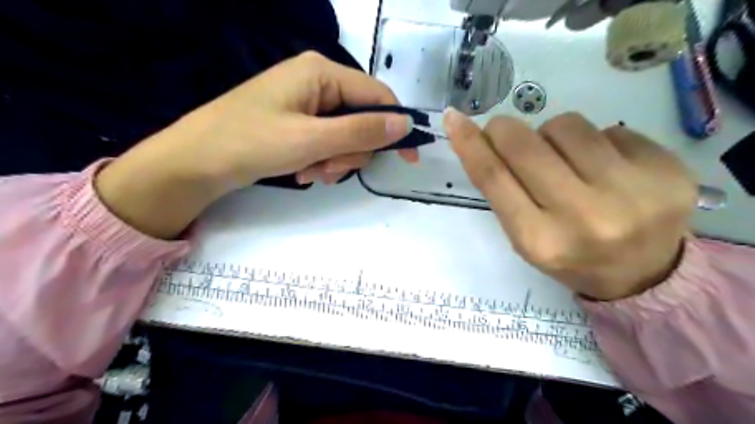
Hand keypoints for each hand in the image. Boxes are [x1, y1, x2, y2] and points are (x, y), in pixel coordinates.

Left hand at [97, 51, 414, 238]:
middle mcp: (317, 81)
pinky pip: (327, 141)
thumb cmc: (251, 142)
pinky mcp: (297, 121)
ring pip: (345, 136)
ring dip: (335, 160)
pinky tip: (302, 172)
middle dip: (351, 151)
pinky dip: (321, 160)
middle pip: (361, 119)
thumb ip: (361, 132)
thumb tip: (405, 125)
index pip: (377, 96)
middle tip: (329, 169)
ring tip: (310, 173)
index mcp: (322, 72)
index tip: (409, 159)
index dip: (396, 127)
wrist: (196, 162)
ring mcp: (306, 102)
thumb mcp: (312, 140)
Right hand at [444, 110, 698, 301]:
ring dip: (553, 135)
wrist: (643, 274)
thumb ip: (503, 191)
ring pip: (567, 126)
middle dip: (505, 129)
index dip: (469, 144)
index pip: (494, 178)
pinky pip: (610, 129)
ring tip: (564, 159)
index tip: (454, 118)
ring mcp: (632, 193)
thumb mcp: (525, 236)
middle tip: (503, 131)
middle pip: (526, 145)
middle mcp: (583, 217)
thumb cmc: (570, 255)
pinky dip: (596, 142)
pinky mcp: (668, 171)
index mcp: (539, 240)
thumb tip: (484, 139)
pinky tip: (606, 168)